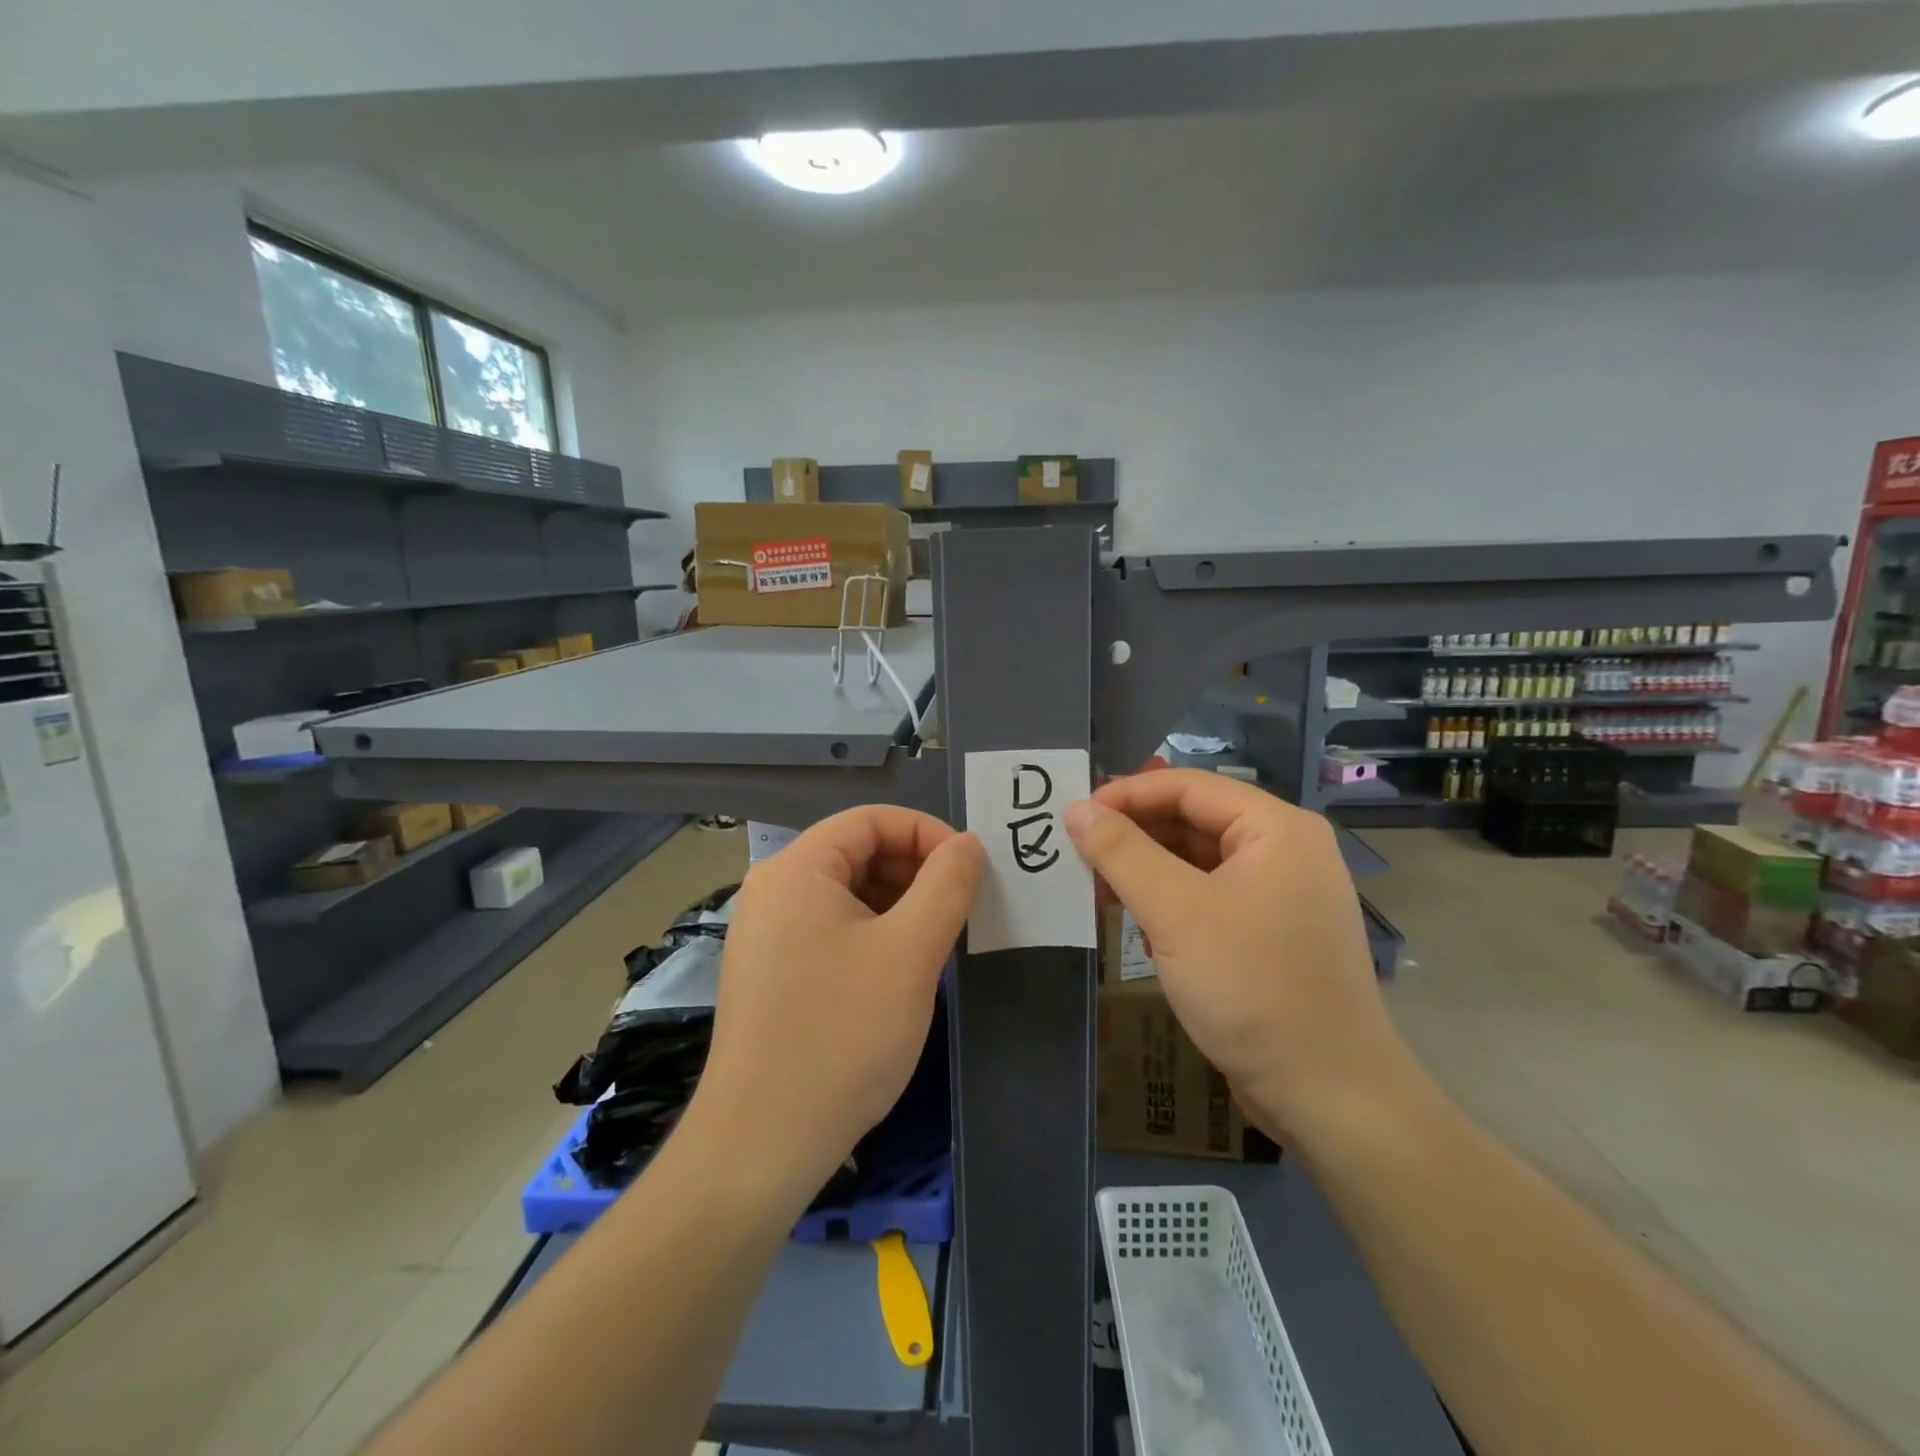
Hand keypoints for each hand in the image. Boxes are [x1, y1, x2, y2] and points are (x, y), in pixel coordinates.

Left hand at [688, 806, 983, 1206]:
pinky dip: (872, 935)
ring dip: (898, 906)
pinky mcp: (770, 972)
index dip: (927, 834)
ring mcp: (765, 934)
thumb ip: (947, 885)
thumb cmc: (842, 1036)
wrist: (761, 1144)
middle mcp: (772, 890)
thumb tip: (968, 845)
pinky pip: (830, 929)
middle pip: (857, 853)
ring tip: (936, 943)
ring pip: (847, 894)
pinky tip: (899, 972)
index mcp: (797, 869)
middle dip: (914, 872)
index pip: (871, 820)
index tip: (969, 871)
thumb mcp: (910, 952)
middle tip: (960, 911)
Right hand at [1065, 770, 1416, 1147]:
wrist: (1328, 1094)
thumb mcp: (1175, 913)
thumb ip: (1122, 853)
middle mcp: (1284, 850)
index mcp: (1276, 828)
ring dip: (1146, 868)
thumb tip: (1077, 808)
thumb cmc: (1252, 988)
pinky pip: (1209, 896)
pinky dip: (1168, 899)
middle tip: (1077, 850)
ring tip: (1094, 885)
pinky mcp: (1270, 932)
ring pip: (1198, 860)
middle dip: (1134, 833)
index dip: (1126, 794)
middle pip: (1194, 819)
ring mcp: (1281, 893)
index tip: (1074, 814)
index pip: (1188, 786)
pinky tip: (1132, 917)